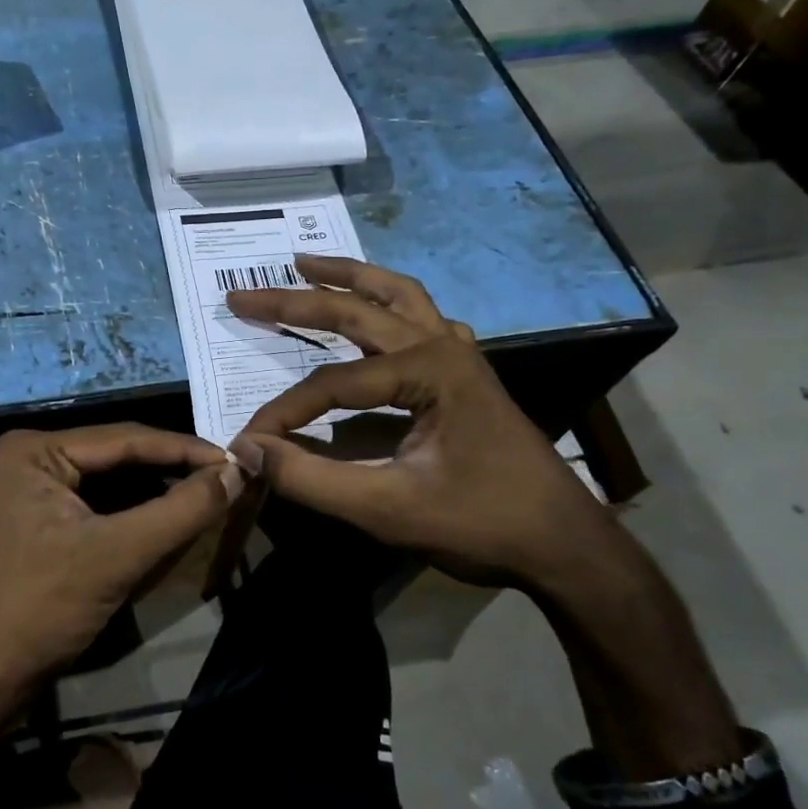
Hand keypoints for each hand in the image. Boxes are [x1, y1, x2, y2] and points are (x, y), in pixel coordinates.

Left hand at [0, 425, 240, 694]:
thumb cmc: (41, 610)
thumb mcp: (118, 555)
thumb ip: (181, 510)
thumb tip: (237, 474)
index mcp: (35, 449)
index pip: (126, 438)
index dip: (186, 450)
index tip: (238, 461)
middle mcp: (32, 457)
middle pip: (119, 456)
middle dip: (173, 469)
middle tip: (229, 479)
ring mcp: (34, 489)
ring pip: (113, 481)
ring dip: (159, 489)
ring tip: (210, 494)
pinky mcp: (41, 519)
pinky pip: (101, 505)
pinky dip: (137, 512)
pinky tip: (172, 516)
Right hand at [227, 255, 615, 589]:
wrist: (564, 544)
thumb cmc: (481, 523)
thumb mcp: (387, 509)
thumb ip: (311, 479)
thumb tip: (248, 449)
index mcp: (427, 370)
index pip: (332, 384)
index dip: (284, 411)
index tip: (248, 438)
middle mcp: (442, 345)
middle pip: (357, 310)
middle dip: (295, 301)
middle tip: (242, 294)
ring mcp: (460, 354)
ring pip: (396, 295)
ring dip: (347, 278)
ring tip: (303, 264)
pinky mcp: (466, 371)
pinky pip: (421, 319)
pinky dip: (389, 303)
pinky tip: (374, 310)